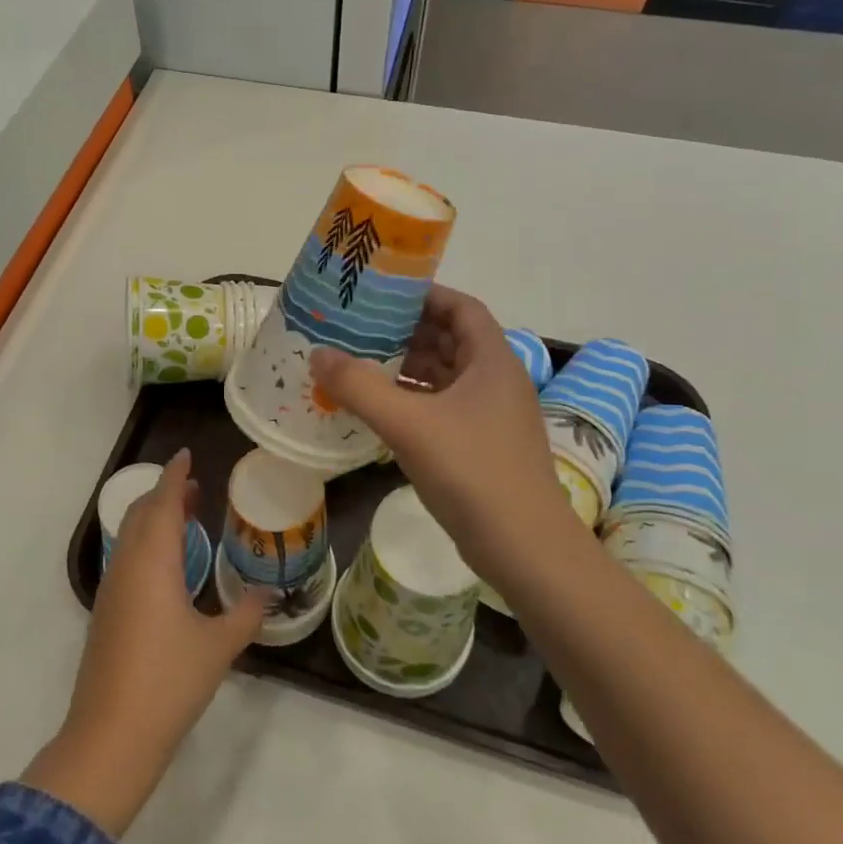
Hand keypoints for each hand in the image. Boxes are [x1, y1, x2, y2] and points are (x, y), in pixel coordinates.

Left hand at [22, 450, 266, 834]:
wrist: (111, 735)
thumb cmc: (169, 681)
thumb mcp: (219, 647)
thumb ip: (246, 614)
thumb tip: (267, 594)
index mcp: (153, 562)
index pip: (164, 503)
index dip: (175, 476)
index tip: (187, 455)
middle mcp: (127, 565)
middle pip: (143, 513)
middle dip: (166, 494)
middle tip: (195, 487)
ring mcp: (112, 588)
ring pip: (131, 535)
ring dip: (155, 518)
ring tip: (185, 518)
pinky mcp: (105, 612)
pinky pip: (126, 557)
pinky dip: (146, 543)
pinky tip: (166, 565)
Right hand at [309, 287, 577, 593]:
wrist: (524, 548)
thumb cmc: (472, 471)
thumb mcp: (409, 424)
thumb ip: (360, 386)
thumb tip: (318, 354)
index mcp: (491, 361)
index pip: (461, 308)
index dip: (425, 296)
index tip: (382, 295)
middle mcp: (496, 380)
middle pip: (450, 341)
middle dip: (406, 333)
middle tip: (359, 329)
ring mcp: (491, 416)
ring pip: (445, 377)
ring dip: (406, 369)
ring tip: (360, 365)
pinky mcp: (482, 446)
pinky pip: (443, 409)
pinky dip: (413, 402)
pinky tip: (380, 411)